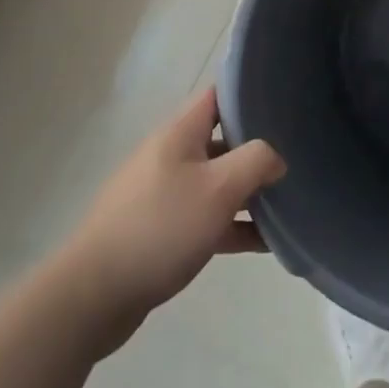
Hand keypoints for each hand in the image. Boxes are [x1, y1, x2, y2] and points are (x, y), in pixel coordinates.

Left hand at [47, 89, 285, 344]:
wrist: (93, 296)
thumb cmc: (161, 227)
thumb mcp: (219, 188)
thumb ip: (256, 162)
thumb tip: (276, 159)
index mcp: (179, 134)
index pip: (217, 95)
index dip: (248, 92)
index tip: (283, 99)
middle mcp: (170, 156)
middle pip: (221, 140)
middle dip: (256, 148)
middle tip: (295, 156)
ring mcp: (162, 195)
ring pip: (216, 183)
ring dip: (248, 193)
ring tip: (288, 202)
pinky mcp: (160, 232)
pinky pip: (205, 219)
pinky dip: (233, 226)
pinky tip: (264, 243)